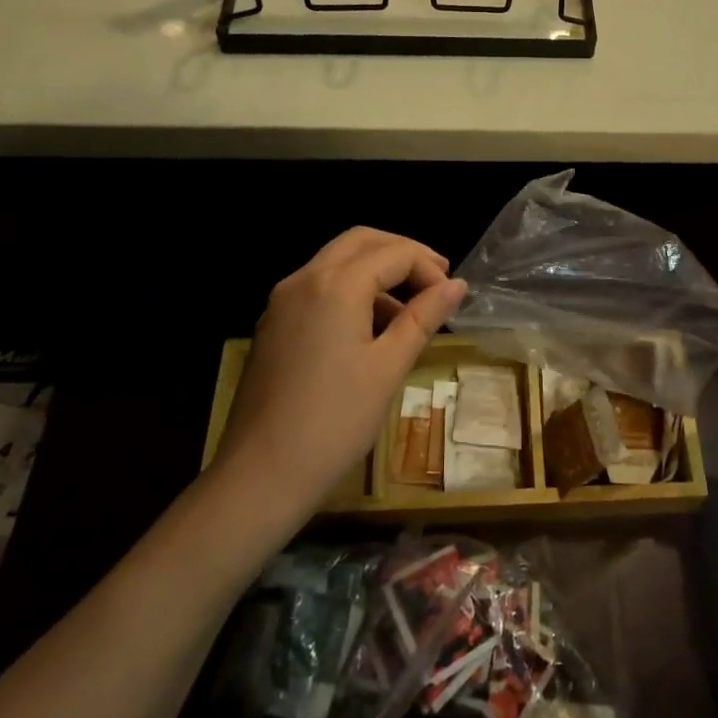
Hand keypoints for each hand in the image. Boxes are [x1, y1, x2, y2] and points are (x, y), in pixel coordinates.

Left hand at [213, 228, 466, 523]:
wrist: (260, 475)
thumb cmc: (335, 422)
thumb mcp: (389, 367)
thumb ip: (423, 318)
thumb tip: (457, 285)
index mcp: (335, 285)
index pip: (394, 253)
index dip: (429, 269)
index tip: (451, 299)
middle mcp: (303, 279)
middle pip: (361, 241)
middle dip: (402, 254)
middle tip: (436, 280)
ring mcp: (282, 301)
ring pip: (337, 261)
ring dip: (376, 271)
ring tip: (410, 311)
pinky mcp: (273, 325)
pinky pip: (319, 287)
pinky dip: (351, 290)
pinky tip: (371, 329)